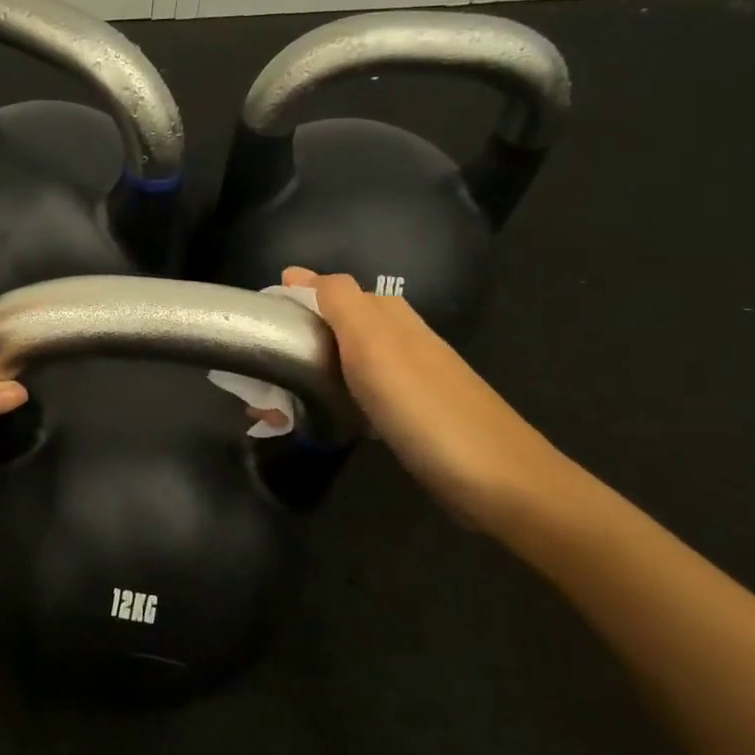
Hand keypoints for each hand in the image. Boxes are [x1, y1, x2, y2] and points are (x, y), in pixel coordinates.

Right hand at [283, 267, 573, 533]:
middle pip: (336, 327)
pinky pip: (360, 396)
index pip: (329, 292)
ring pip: (346, 363)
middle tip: (258, 374)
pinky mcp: (412, 416)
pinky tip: (321, 420)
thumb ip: (339, 303)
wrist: (499, 481)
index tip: (255, 324)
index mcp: (389, 316)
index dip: (293, 302)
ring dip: (309, 375)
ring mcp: (409, 379)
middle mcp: (400, 339)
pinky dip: (333, 401)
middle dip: (296, 342)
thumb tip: (297, 273)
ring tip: (275, 403)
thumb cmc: (425, 409)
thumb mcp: (374, 344)